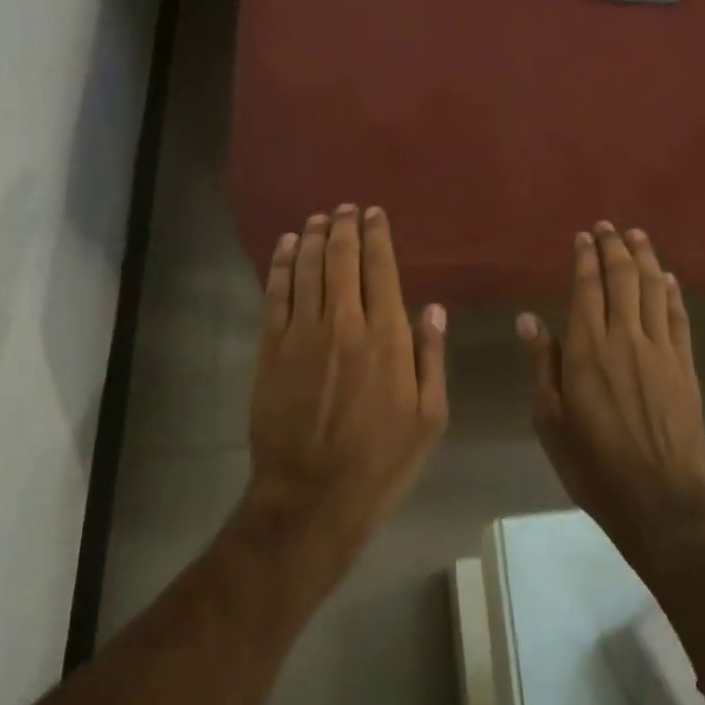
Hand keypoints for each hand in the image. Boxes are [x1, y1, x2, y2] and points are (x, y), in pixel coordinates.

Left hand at [246, 206, 448, 568]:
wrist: (311, 497)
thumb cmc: (381, 462)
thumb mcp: (430, 417)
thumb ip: (431, 357)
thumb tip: (434, 309)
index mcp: (388, 338)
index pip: (382, 270)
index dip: (377, 236)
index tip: (375, 214)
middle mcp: (345, 324)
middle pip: (342, 260)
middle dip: (345, 227)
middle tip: (346, 208)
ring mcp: (303, 334)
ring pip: (308, 269)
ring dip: (314, 238)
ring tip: (319, 218)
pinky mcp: (271, 350)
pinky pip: (276, 294)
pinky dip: (283, 265)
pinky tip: (288, 247)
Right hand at [518, 223, 704, 553]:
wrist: (658, 498)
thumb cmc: (592, 462)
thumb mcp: (549, 418)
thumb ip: (543, 363)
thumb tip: (529, 318)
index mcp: (587, 348)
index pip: (587, 288)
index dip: (586, 258)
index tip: (584, 237)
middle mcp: (625, 337)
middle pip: (623, 279)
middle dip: (615, 247)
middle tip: (608, 227)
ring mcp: (660, 350)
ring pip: (654, 289)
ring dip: (645, 258)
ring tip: (638, 236)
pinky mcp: (685, 366)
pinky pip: (678, 317)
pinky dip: (672, 292)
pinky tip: (668, 278)